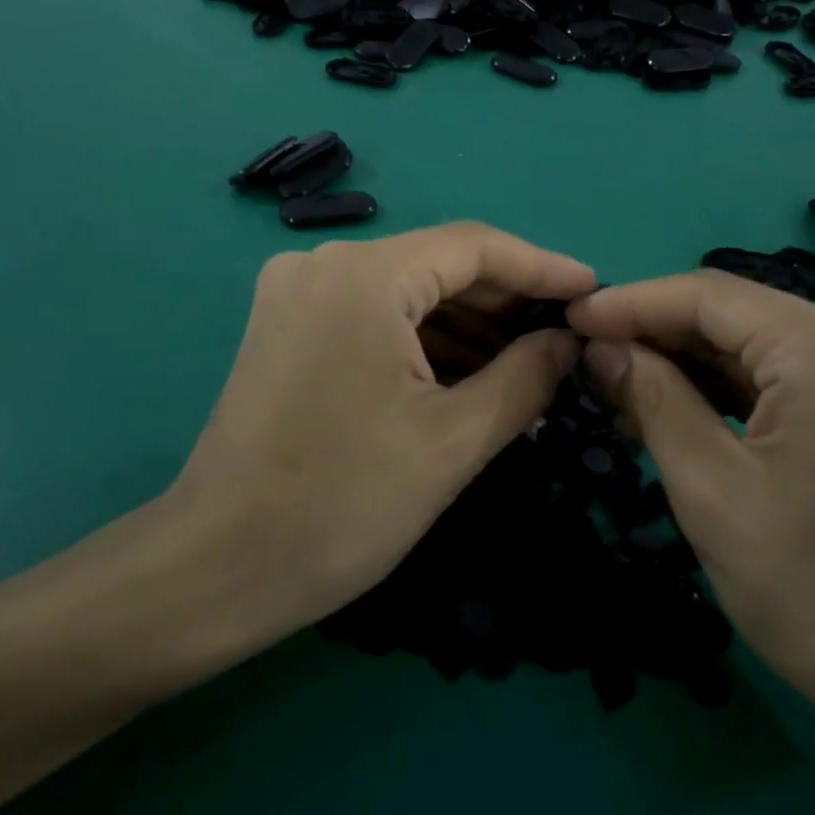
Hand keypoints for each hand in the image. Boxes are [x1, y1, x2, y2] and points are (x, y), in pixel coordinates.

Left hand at [160, 223, 593, 651]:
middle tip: (565, 338)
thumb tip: (567, 341)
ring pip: (405, 292)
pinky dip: (422, 340)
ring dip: (466, 326)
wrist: (220, 567)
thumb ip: (525, 377)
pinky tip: (466, 375)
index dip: (542, 268)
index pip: (475, 247)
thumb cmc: (344, 504)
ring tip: (527, 366)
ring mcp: (296, 294)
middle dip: (505, 302)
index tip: (594, 291)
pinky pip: (373, 315)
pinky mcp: (285, 327)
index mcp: (363, 276)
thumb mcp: (454, 441)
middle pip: (437, 264)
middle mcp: (322, 264)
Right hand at [566, 272, 814, 745]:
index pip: (709, 295)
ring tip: (621, 388)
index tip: (569, 319)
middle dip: (658, 336)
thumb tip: (601, 347)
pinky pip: (793, 374)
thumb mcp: (710, 491)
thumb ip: (652, 400)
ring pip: (762, 344)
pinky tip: (681, 407)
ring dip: (692, 363)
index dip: (631, 304)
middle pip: (738, 315)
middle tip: (588, 360)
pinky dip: (734, 388)